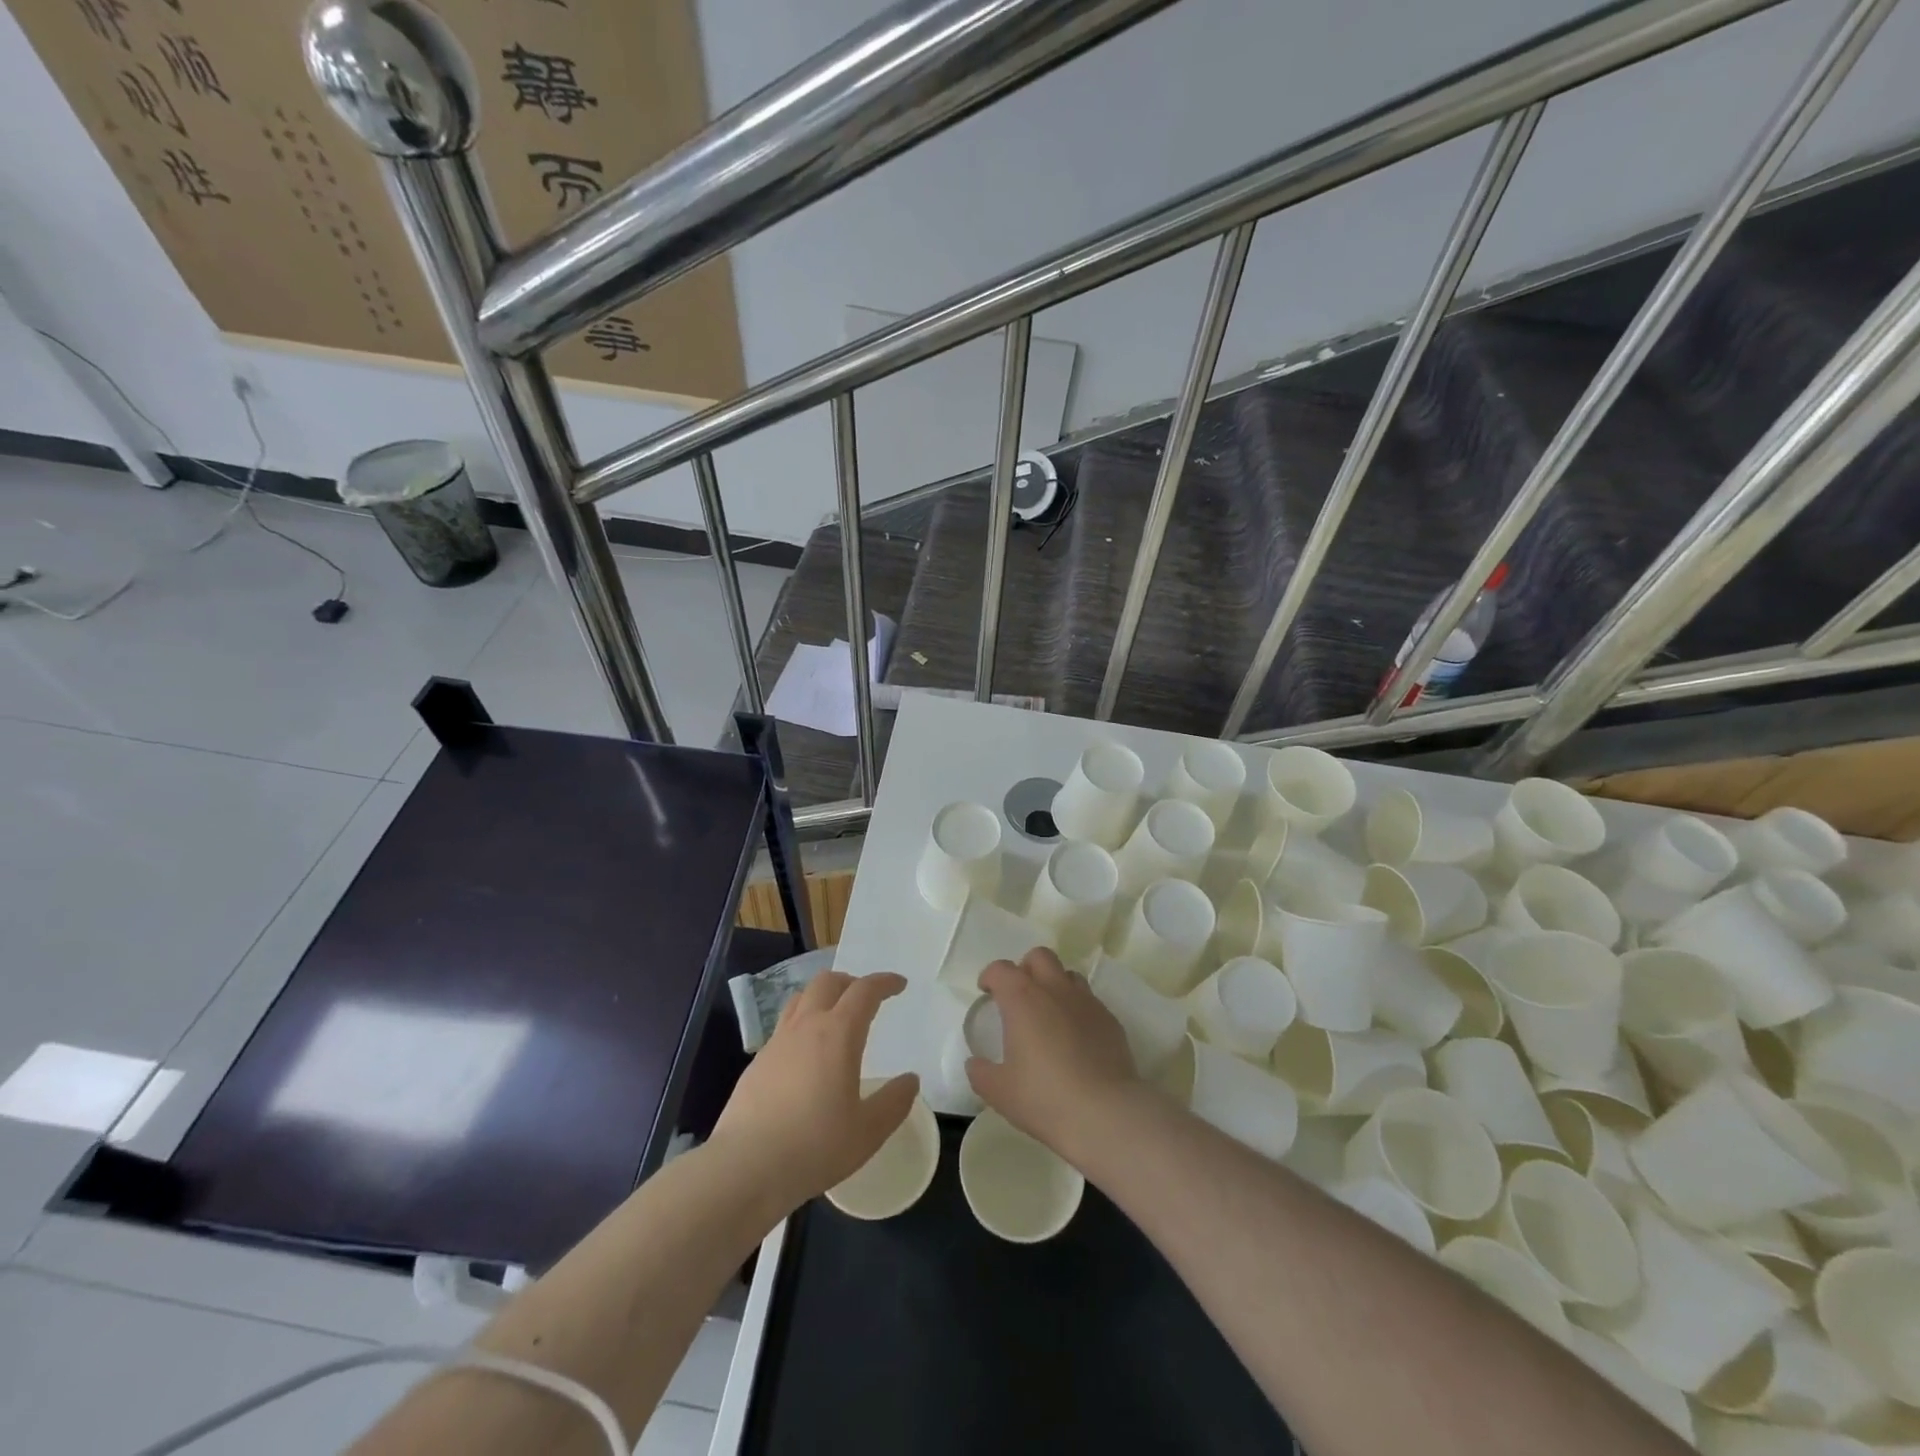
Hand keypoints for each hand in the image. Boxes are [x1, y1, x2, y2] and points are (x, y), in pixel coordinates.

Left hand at [711, 970, 918, 1212]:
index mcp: (838, 1034)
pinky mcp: (757, 1063)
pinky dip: (802, 1025)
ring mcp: (777, 1042)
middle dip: (851, 982)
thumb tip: (910, 1080)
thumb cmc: (814, 1147)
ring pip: (801, 999)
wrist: (744, 1168)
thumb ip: (894, 1102)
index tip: (899, 984)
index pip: (864, 991)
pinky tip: (806, 1055)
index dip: (884, 982)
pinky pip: (784, 1027)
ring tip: (835, 1017)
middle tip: (866, 998)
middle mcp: (806, 1027)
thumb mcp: (868, 1131)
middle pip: (828, 982)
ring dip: (823, 997)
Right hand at [966, 948, 1144, 1163]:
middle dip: (1026, 968)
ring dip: (1054, 984)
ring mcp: (1086, 1002)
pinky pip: (1089, 1001)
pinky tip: (1076, 1038)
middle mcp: (1055, 990)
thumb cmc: (1044, 1097)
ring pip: (1068, 975)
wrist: (1105, 1112)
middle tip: (1019, 995)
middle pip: (1039, 957)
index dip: (990, 976)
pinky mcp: (1110, 1019)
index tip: (987, 992)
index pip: (1001, 969)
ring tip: (1049, 1013)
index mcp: (1023, 999)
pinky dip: (1077, 1009)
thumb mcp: (999, 1091)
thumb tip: (975, 1064)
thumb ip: (980, 1073)